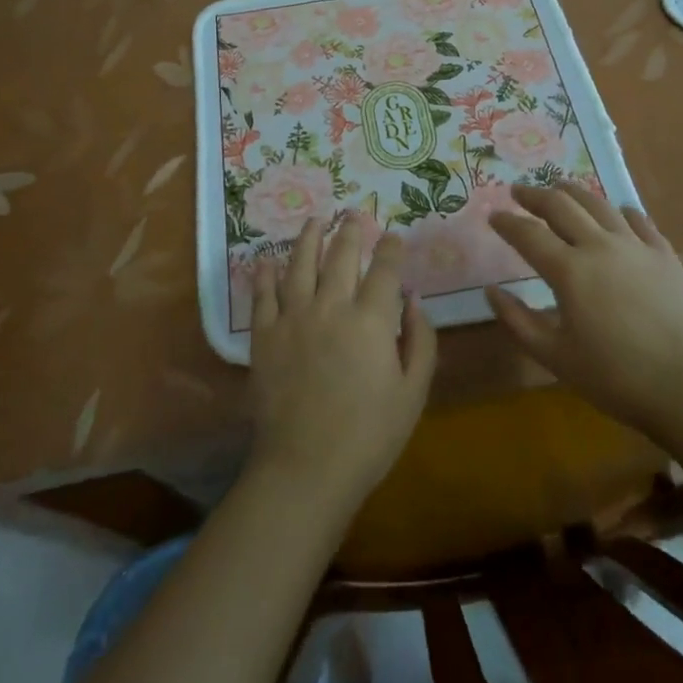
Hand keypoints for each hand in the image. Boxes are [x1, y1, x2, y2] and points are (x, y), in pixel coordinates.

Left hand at [248, 217, 437, 510]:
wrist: (306, 468)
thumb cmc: (370, 436)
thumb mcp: (413, 393)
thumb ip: (420, 340)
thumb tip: (414, 299)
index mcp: (371, 319)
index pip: (385, 268)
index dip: (390, 247)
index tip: (392, 236)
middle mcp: (331, 306)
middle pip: (341, 255)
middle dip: (350, 230)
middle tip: (354, 213)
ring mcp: (293, 317)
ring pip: (300, 263)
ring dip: (309, 238)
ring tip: (315, 221)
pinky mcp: (264, 335)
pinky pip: (263, 295)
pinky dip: (265, 274)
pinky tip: (266, 260)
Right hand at [486, 183, 682, 441]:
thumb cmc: (614, 377)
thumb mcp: (555, 357)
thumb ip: (518, 321)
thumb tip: (491, 291)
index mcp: (569, 270)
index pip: (528, 234)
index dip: (507, 222)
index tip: (492, 215)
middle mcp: (600, 246)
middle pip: (562, 205)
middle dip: (535, 195)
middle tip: (519, 192)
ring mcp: (636, 246)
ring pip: (599, 204)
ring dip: (573, 192)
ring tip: (560, 188)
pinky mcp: (664, 254)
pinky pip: (639, 220)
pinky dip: (621, 211)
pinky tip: (617, 213)